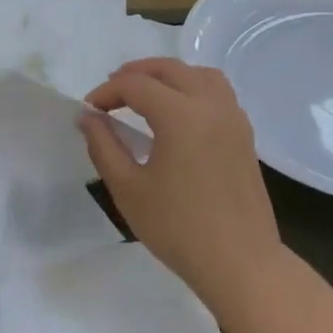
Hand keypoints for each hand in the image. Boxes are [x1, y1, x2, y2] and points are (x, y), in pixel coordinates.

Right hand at [78, 59, 284, 308]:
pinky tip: (178, 113)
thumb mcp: (128, 189)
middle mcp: (210, 104)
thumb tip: (87, 117)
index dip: (107, 91)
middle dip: (136, 73)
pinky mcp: (244, 134)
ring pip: (199, 74)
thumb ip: (103, 146)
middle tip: (111, 92)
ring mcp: (233, 117)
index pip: (136, 85)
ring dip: (168, 75)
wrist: (240, 262)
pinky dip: (193, 87)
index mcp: (180, 115)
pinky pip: (217, 92)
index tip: (89, 109)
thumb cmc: (178, 228)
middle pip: (169, 69)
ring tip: (146, 93)